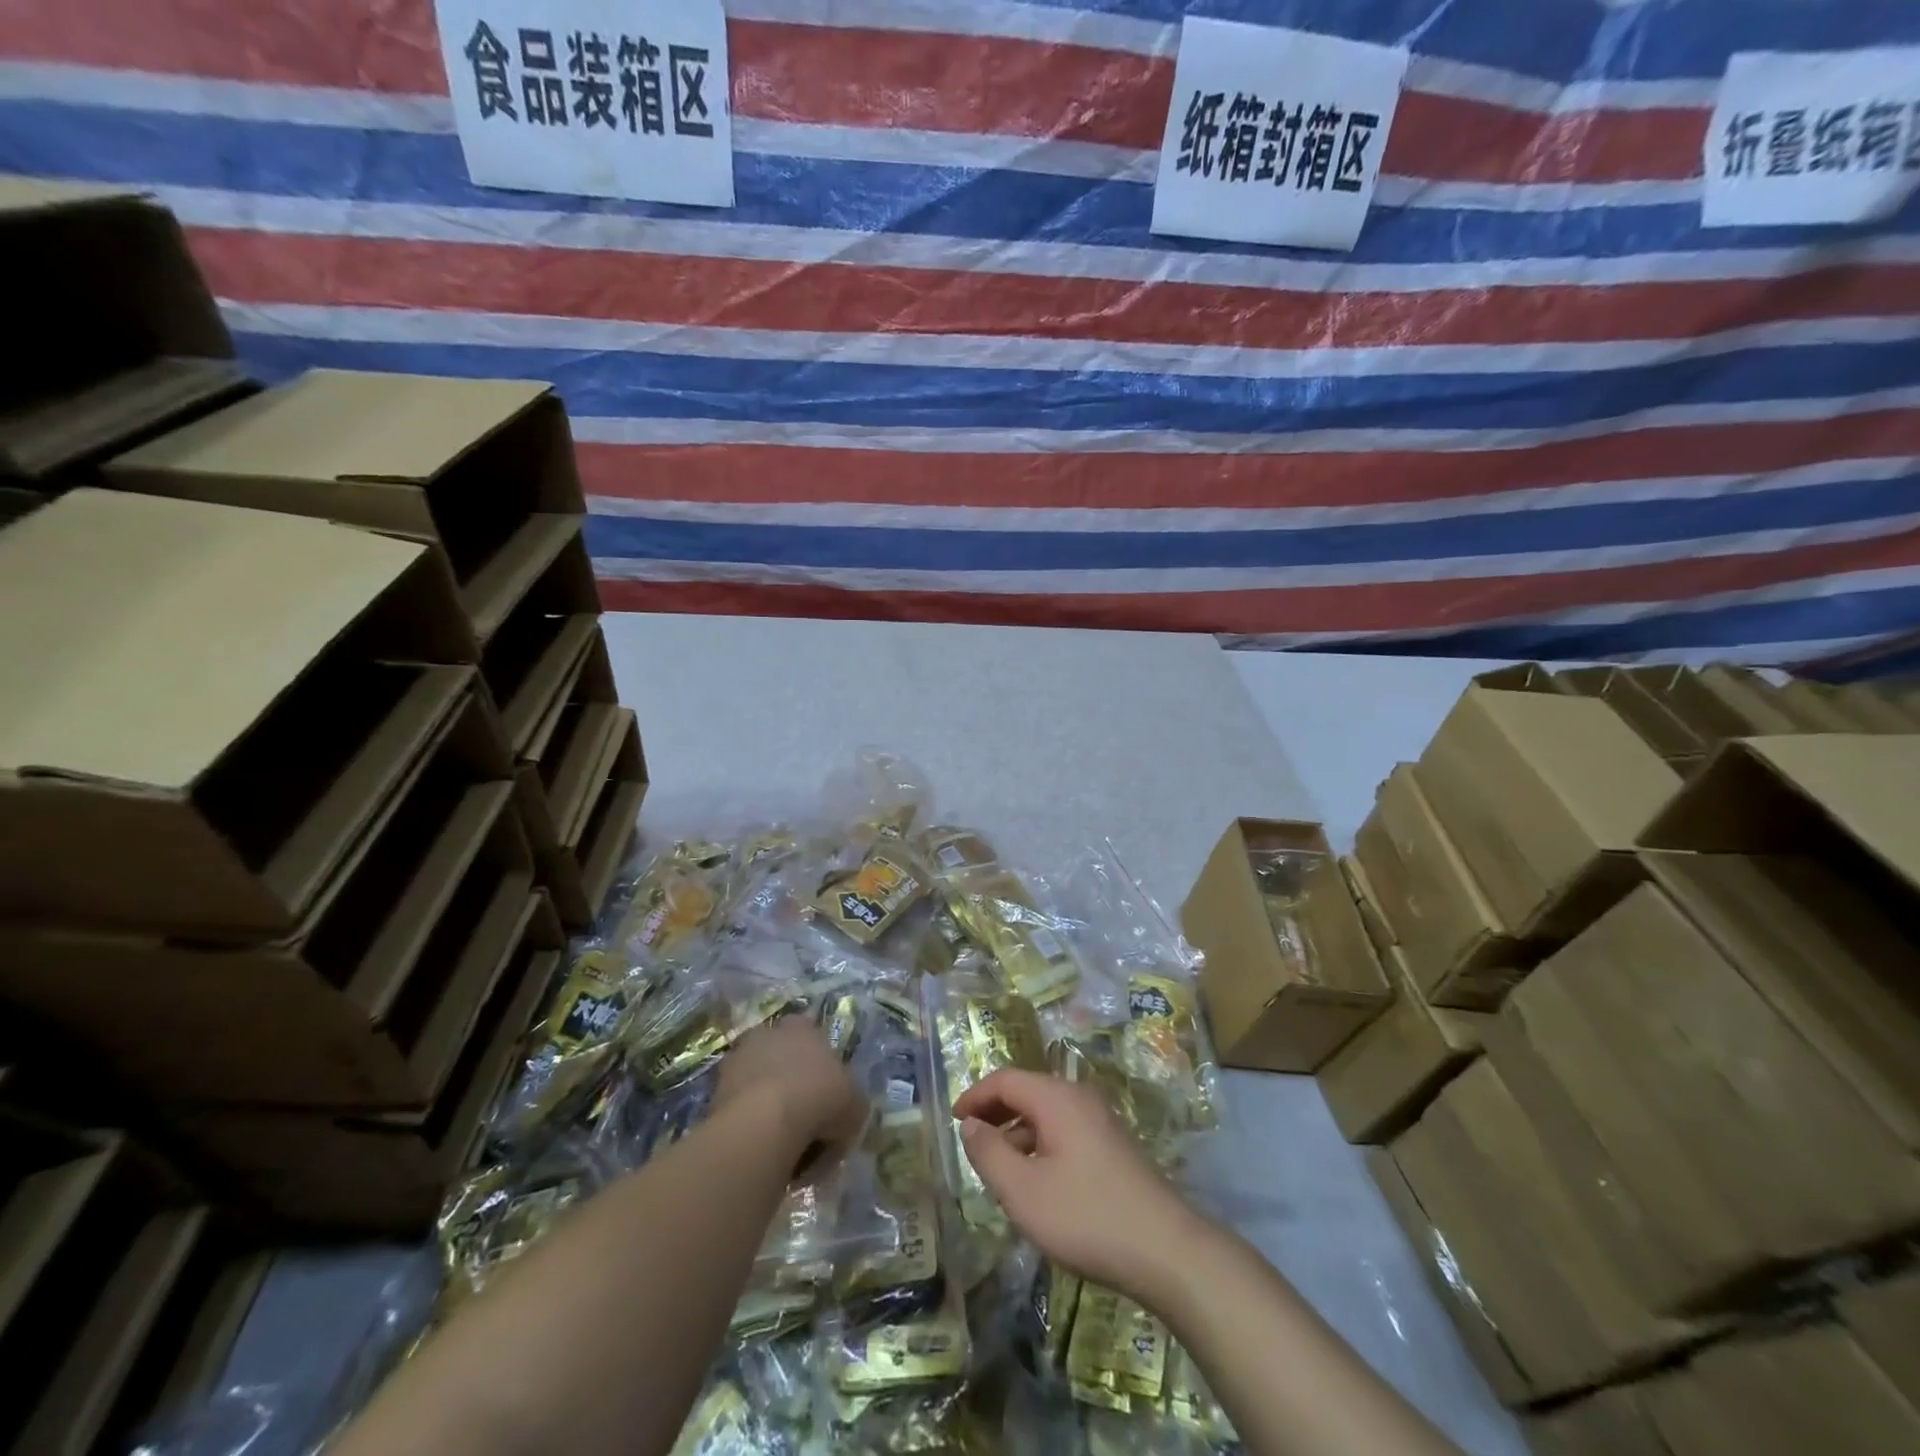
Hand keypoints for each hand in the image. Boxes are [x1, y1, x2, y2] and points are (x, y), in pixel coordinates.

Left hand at [714, 1020, 868, 1172]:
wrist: (765, 1124)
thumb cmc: (819, 1099)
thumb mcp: (855, 1103)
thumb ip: (851, 1102)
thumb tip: (845, 1112)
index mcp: (802, 1027)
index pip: (812, 1039)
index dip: (821, 1070)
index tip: (827, 1098)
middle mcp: (767, 1034)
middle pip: (783, 1060)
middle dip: (793, 1086)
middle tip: (808, 1123)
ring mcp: (737, 1060)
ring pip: (759, 1085)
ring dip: (769, 1106)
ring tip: (784, 1143)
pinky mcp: (714, 1091)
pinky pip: (741, 1109)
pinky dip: (751, 1125)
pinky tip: (764, 1148)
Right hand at [954, 1069, 1211, 1304]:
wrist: (1166, 1250)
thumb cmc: (1086, 1216)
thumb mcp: (1023, 1190)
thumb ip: (989, 1153)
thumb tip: (970, 1125)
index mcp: (1056, 1097)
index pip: (1005, 1079)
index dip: (975, 1096)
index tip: (953, 1121)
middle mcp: (1079, 1098)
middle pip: (1027, 1091)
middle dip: (995, 1112)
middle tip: (971, 1142)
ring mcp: (1101, 1121)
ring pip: (1046, 1114)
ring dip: (1017, 1132)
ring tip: (998, 1169)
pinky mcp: (1113, 1146)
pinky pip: (1065, 1132)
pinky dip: (1040, 1145)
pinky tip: (1037, 1183)